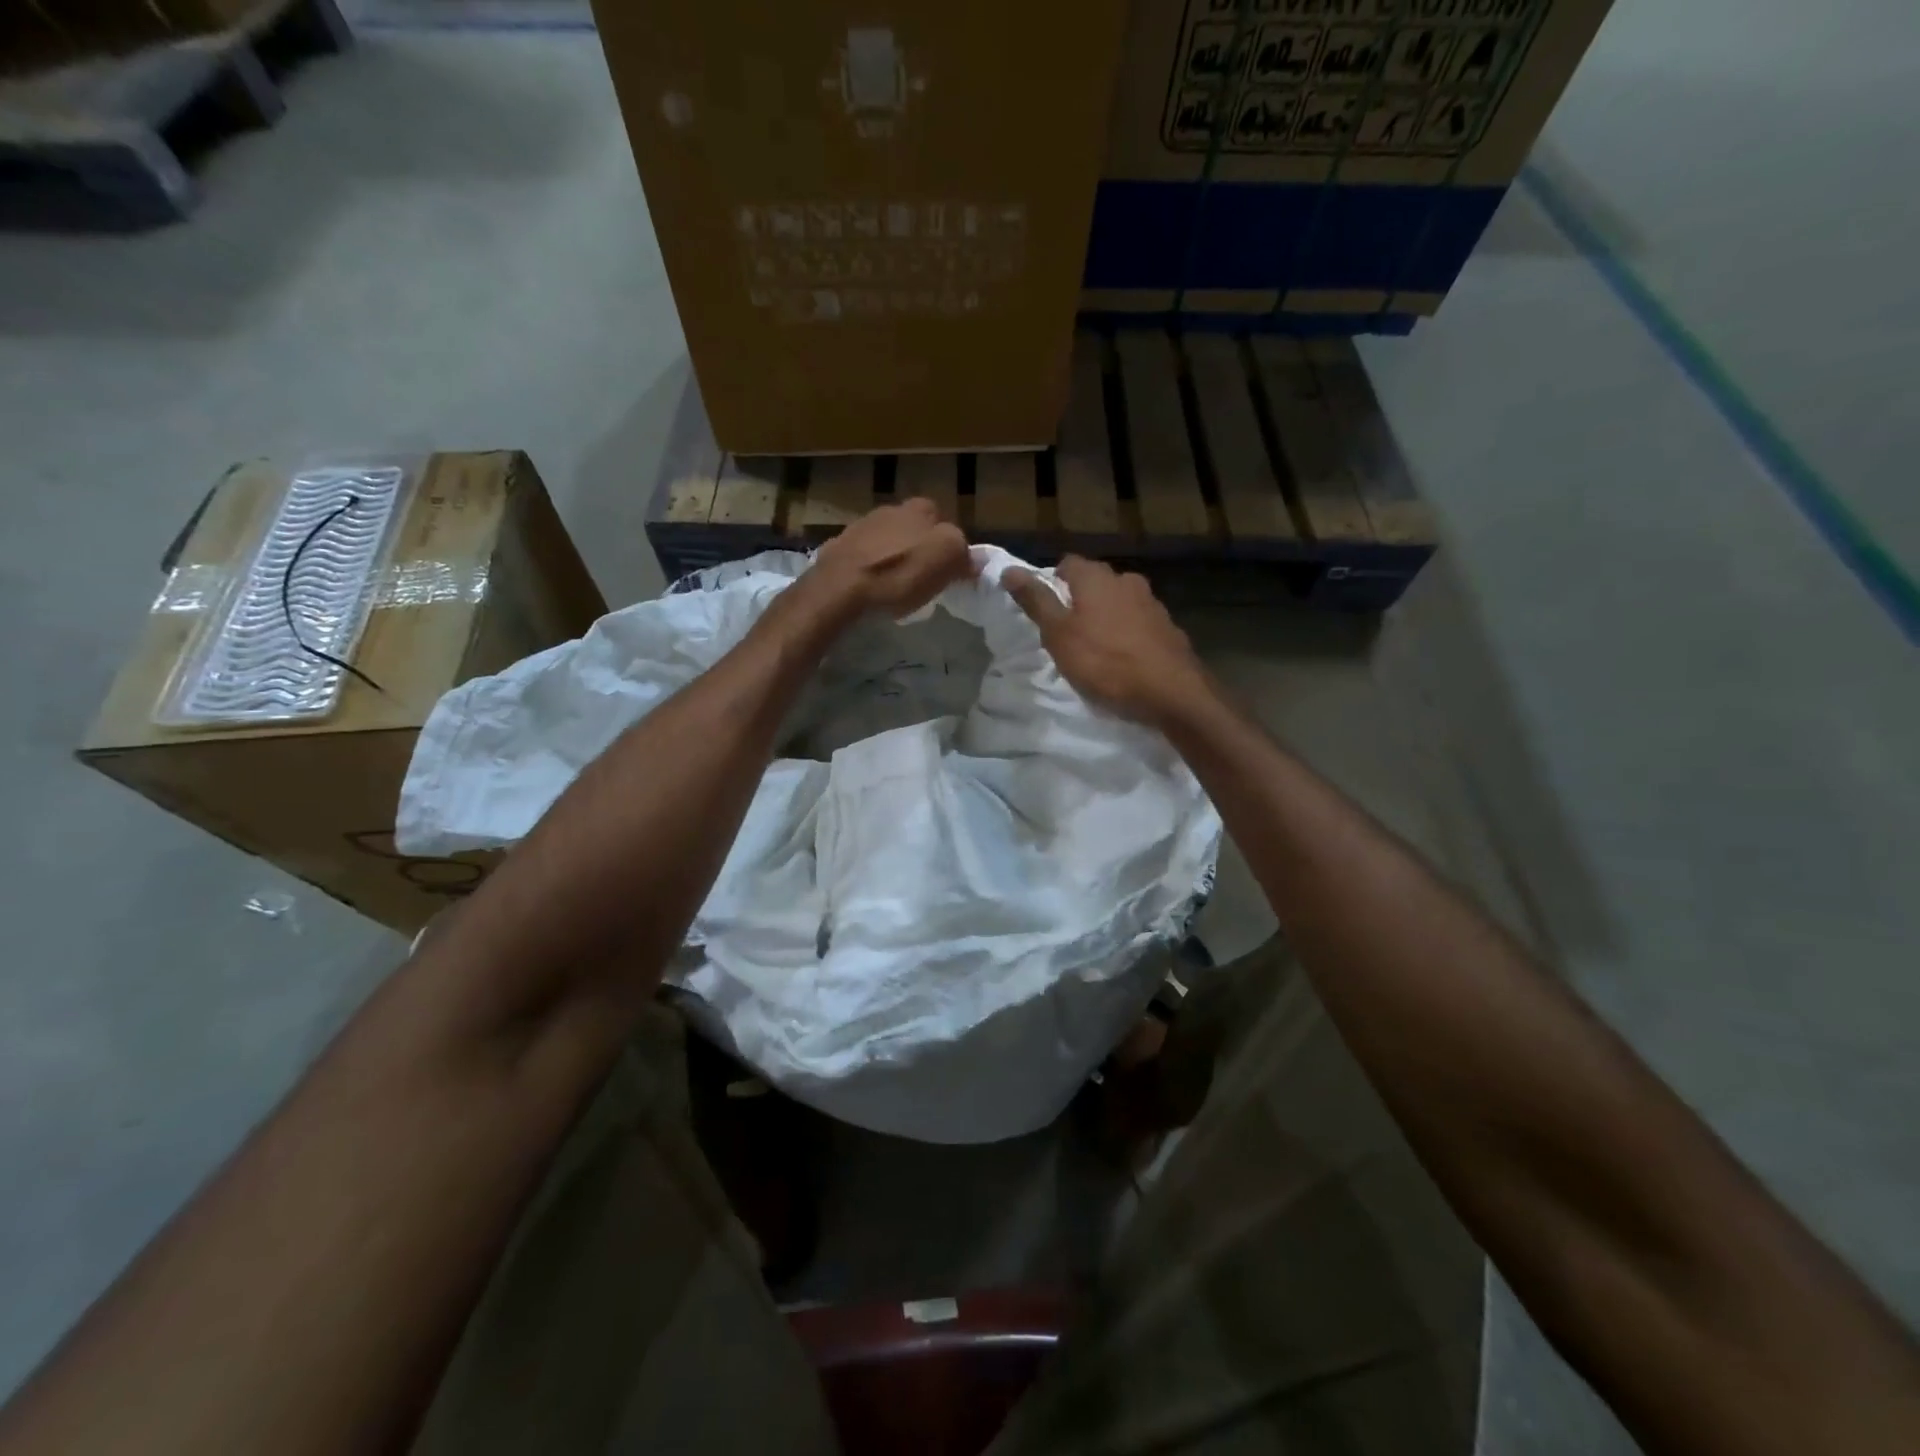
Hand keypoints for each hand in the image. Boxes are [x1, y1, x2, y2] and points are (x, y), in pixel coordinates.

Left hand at [807, 498, 972, 617]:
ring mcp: (860, 526)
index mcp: (920, 508)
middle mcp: (890, 509)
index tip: (948, 572)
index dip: (949, 548)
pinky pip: (863, 557)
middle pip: (914, 530)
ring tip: (894, 587)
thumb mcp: (946, 560)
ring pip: (887, 541)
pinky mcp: (838, 548)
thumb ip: (963, 552)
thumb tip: (975, 558)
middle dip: (919, 549)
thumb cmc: (899, 574)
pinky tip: (869, 588)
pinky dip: (869, 569)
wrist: (840, 589)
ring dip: (893, 558)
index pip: (945, 523)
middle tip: (922, 579)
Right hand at [1003, 556, 1208, 727]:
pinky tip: (1124, 660)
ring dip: (1106, 618)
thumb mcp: (1058, 634)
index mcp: (1096, 578)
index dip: (1052, 582)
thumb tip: (1009, 569)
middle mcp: (1127, 581)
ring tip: (1095, 649)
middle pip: (1095, 582)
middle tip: (1066, 632)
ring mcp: (1152, 604)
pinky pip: (1139, 624)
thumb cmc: (1105, 662)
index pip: (1067, 564)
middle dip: (1079, 601)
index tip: (1045, 611)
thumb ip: (1036, 601)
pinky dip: (1127, 635)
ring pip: (1119, 602)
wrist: (1171, 692)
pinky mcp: (1169, 628)